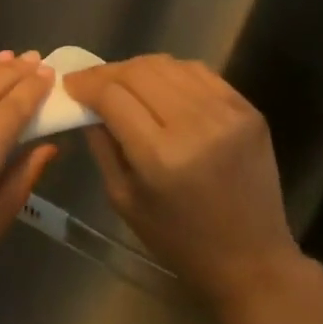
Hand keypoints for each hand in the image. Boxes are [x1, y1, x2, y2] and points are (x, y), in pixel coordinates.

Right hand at [64, 55, 302, 313]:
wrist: (252, 259)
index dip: (85, 84)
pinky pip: (200, 72)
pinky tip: (161, 86)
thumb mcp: (124, 200)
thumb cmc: (179, 241)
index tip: (70, 85)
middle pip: (139, 71)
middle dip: (107, 72)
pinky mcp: (248, 109)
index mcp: (160, 156)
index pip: (112, 96)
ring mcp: (227, 113)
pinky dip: (172, 73)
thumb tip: (87, 105)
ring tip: (124, 82)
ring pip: (169, 65)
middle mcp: (195, 125)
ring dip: (138, 68)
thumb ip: (102, 146)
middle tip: (92, 82)